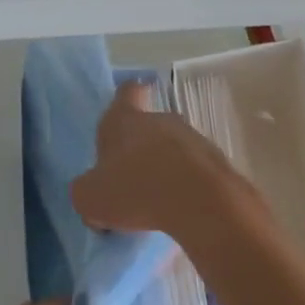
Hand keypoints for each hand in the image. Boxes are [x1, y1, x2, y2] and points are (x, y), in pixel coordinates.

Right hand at [71, 82, 253, 239]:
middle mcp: (161, 120)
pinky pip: (195, 171)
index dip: (125, 99)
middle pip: (149, 126)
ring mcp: (193, 139)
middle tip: (130, 179)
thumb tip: (93, 193)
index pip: (126, 93)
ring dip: (165, 168)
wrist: (201, 204)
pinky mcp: (217, 163)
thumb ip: (86, 191)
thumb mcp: (90, 199)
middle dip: (141, 148)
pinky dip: (187, 186)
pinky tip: (179, 211)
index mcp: (125, 121)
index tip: (125, 110)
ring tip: (157, 201)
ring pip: (173, 149)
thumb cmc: (135, 190)